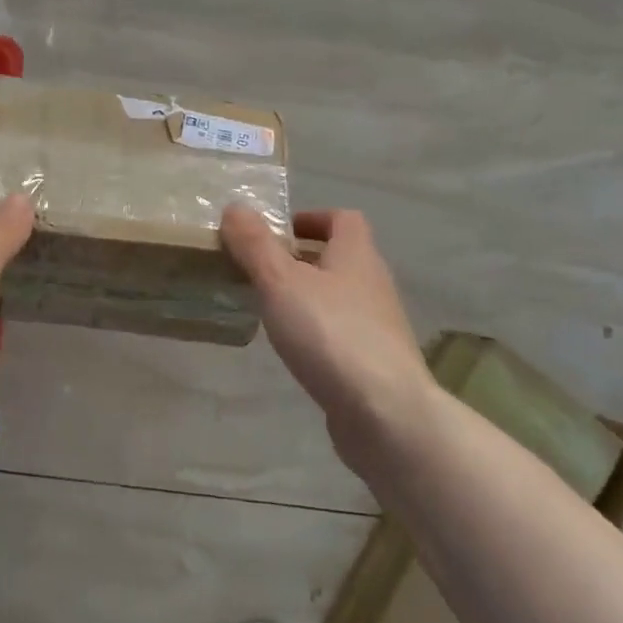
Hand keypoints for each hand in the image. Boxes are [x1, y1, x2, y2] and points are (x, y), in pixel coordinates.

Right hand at [221, 205, 429, 461]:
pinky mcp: (376, 364)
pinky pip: (343, 334)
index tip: (278, 232)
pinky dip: (318, 333)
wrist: (387, 415)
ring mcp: (379, 326)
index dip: (312, 218)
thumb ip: (256, 244)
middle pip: (340, 258)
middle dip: (302, 259)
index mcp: (357, 254)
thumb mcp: (281, 281)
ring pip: (340, 297)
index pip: (343, 219)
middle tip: (261, 271)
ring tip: (270, 310)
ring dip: (308, 297)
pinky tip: (295, 351)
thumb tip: (235, 206)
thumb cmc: (331, 334)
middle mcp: (374, 283)